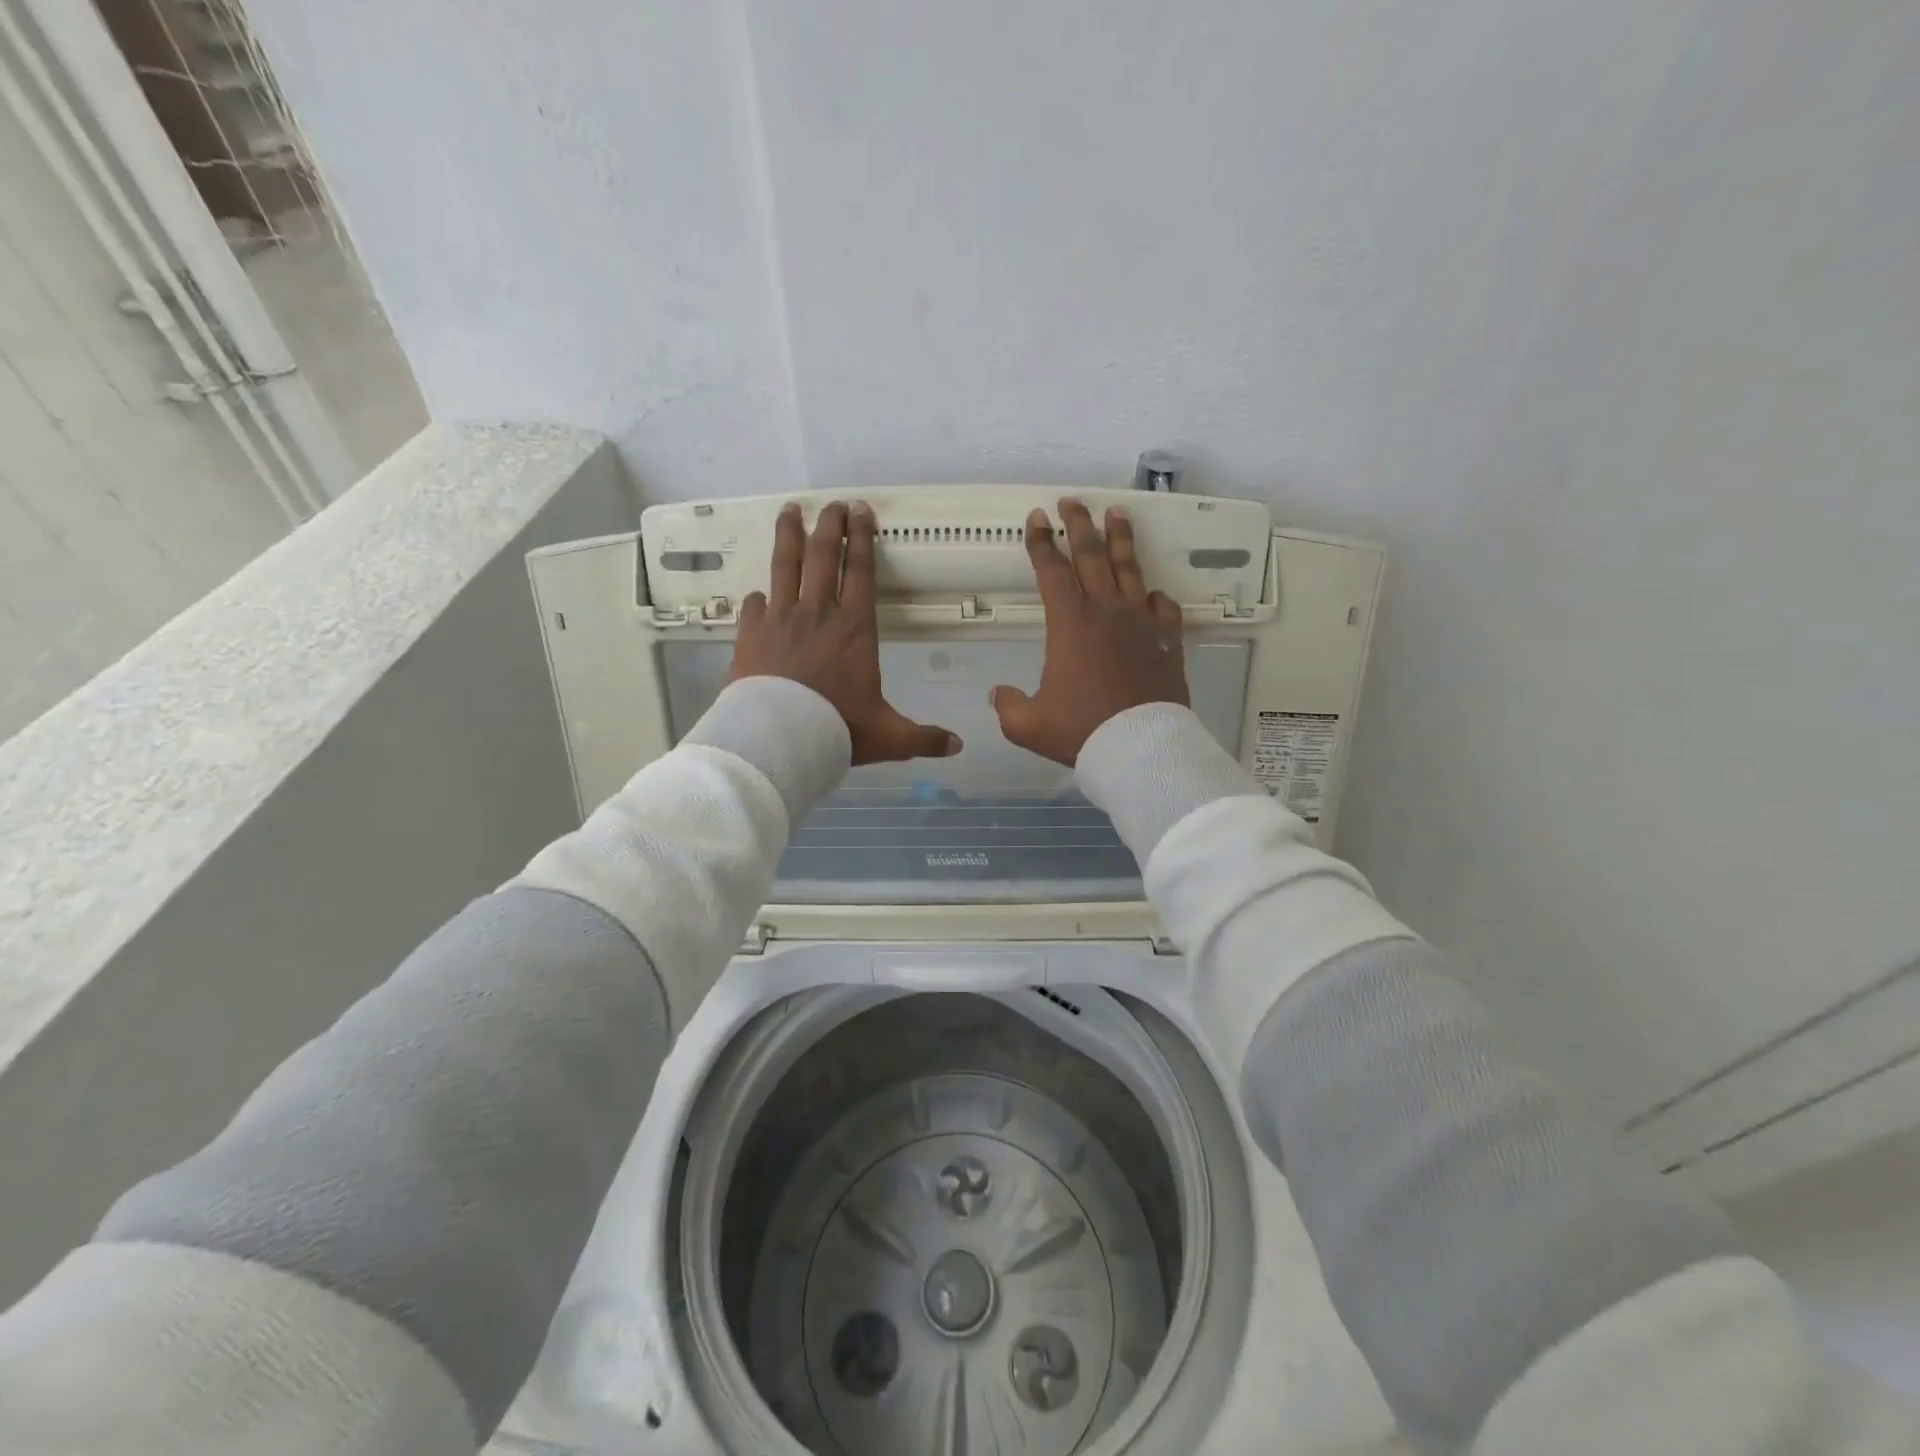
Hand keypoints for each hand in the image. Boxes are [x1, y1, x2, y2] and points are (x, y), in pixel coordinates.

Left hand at [731, 500, 961, 764]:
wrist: (780, 739)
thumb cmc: (839, 730)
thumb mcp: (889, 737)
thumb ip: (923, 738)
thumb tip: (958, 746)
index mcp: (855, 628)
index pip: (861, 572)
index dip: (862, 539)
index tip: (861, 512)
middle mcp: (818, 613)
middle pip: (823, 556)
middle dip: (830, 526)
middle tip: (832, 504)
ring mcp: (780, 620)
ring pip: (785, 566)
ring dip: (789, 536)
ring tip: (789, 510)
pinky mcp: (751, 635)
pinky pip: (753, 606)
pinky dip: (757, 597)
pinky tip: (757, 593)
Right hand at [992, 500, 1187, 765]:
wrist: (1140, 748)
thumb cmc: (1081, 731)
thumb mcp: (1028, 725)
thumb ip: (1008, 706)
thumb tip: (997, 694)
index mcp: (1070, 624)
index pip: (1051, 572)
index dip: (1041, 543)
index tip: (1036, 518)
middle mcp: (1106, 612)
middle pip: (1092, 556)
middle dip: (1079, 525)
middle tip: (1072, 502)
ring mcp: (1141, 623)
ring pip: (1130, 570)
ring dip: (1121, 540)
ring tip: (1117, 515)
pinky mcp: (1167, 641)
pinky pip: (1163, 609)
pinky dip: (1155, 597)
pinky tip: (1152, 593)